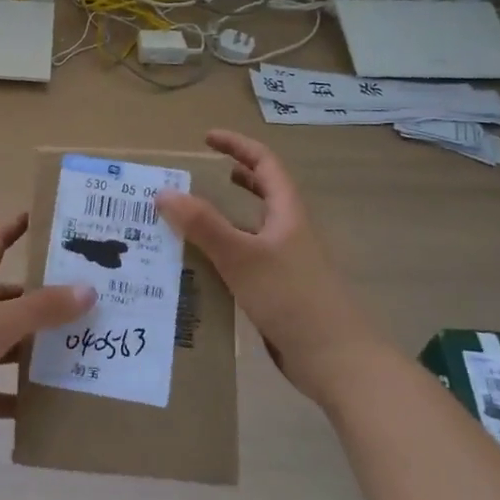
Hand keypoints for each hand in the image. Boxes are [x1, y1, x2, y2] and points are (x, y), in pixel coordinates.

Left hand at [0, 214, 93, 454]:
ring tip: (75, 353)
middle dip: (39, 300)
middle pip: (6, 299)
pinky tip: (43, 406)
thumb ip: (42, 309)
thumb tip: (88, 289)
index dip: (13, 228)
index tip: (40, 218)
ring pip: (3, 346)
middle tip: (83, 302)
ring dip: (31, 351)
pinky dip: (14, 398)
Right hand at [154, 130, 372, 386]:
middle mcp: (288, 232)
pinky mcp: (278, 291)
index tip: (205, 139)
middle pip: (262, 193)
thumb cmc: (292, 298)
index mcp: (287, 213)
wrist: (336, 360)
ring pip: (250, 229)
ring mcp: (286, 263)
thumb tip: (163, 193)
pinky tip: (199, 268)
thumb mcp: (242, 256)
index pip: (265, 163)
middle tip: (197, 177)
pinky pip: (245, 260)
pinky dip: (222, 254)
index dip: (237, 145)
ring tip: (186, 221)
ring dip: (222, 220)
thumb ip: (203, 224)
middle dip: (233, 178)